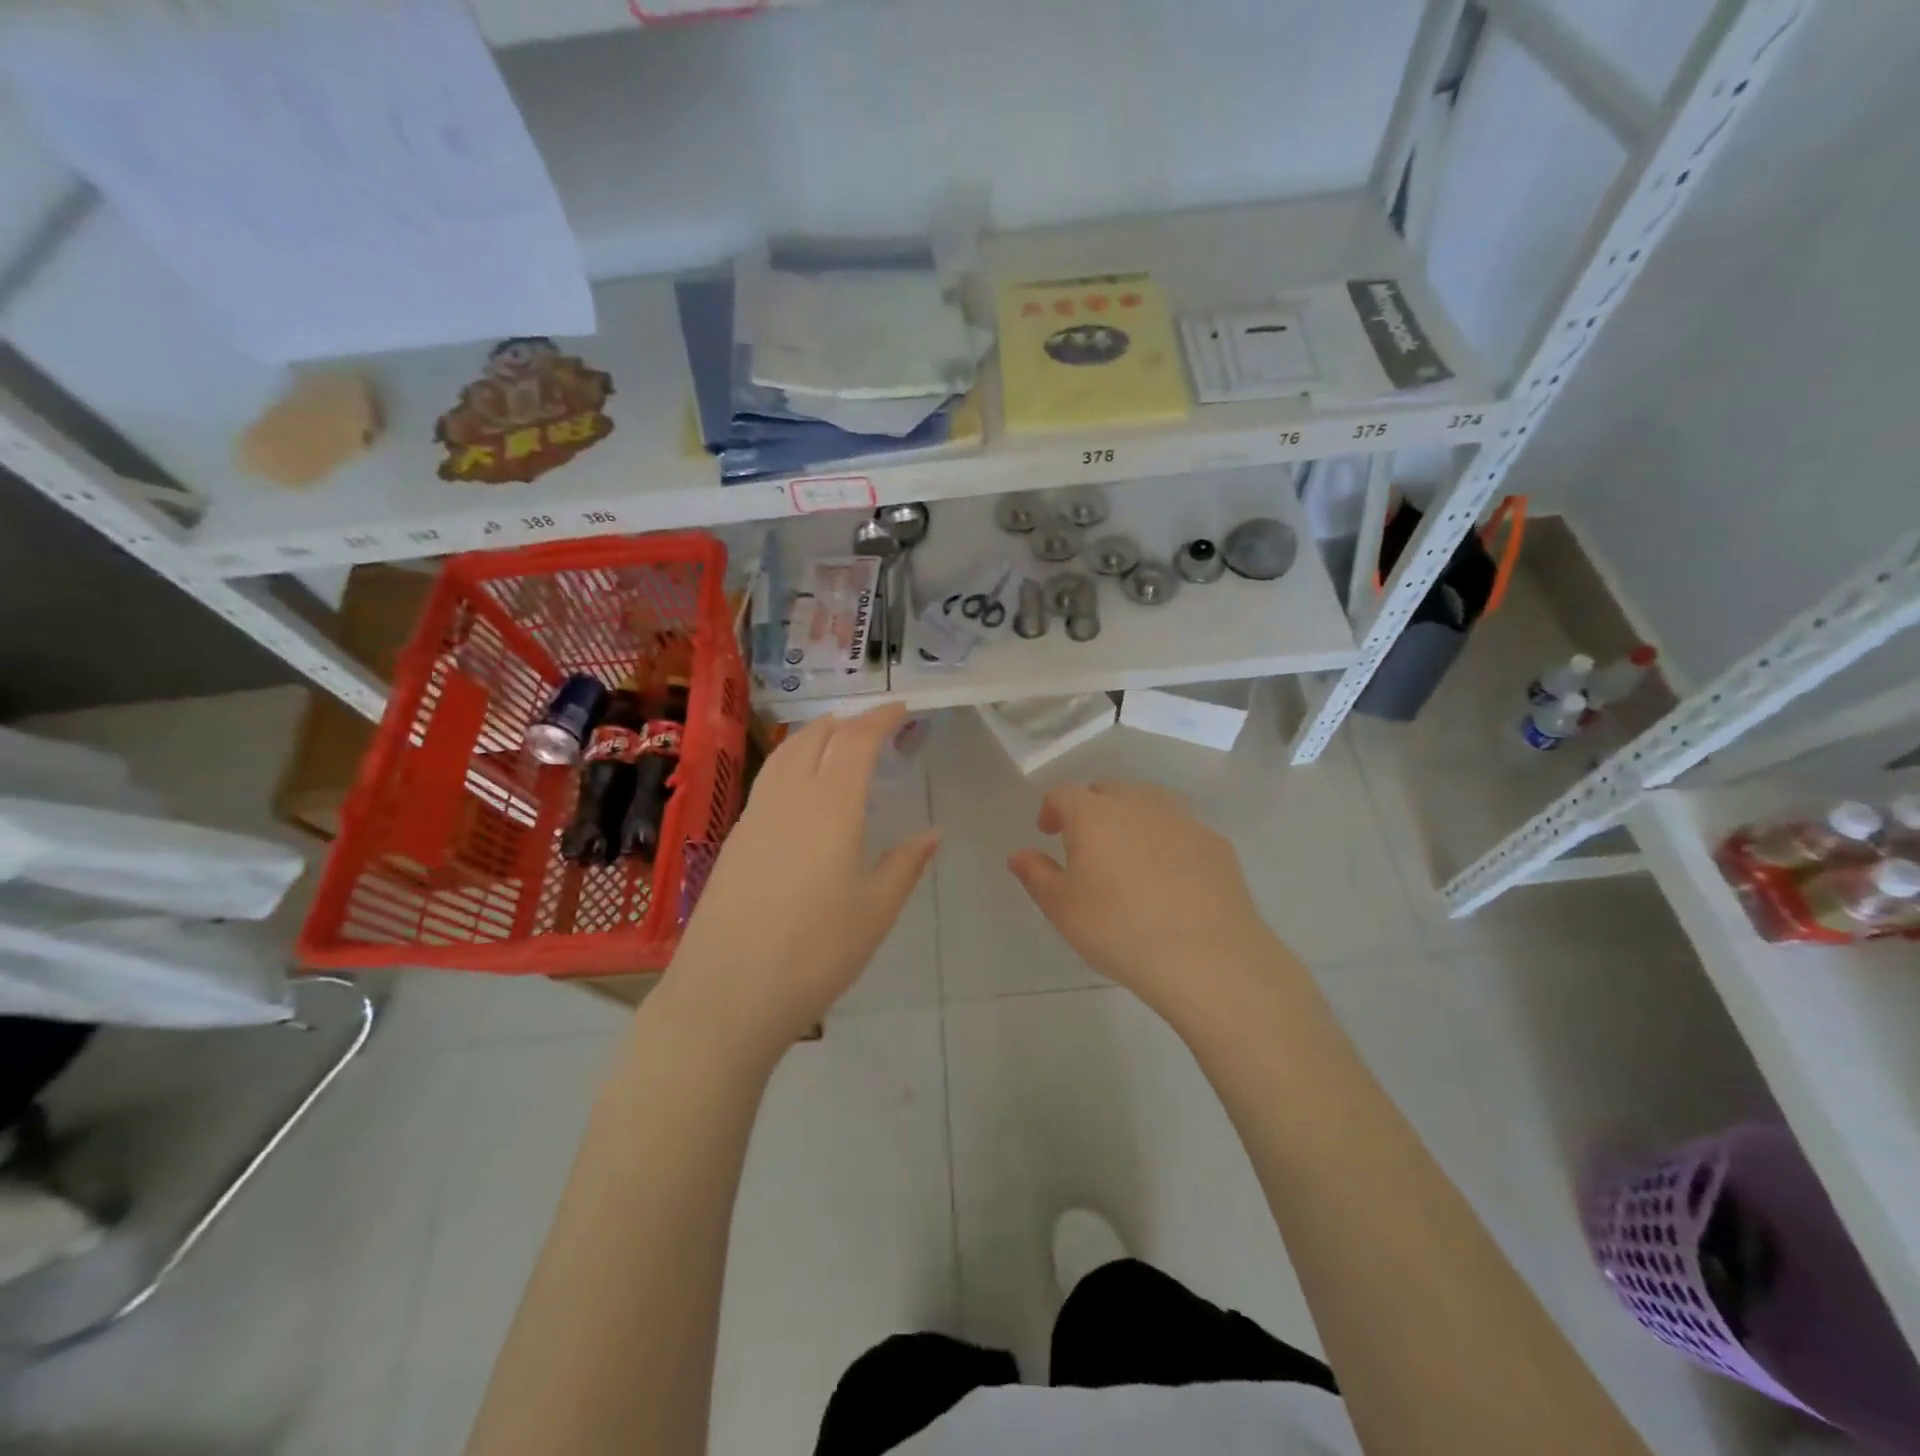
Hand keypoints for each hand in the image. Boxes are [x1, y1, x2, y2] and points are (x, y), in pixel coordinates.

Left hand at [656, 704, 938, 1060]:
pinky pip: (769, 778)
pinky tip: (802, 787)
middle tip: (876, 727)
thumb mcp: (875, 911)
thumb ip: (905, 864)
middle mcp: (789, 797)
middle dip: (848, 722)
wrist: (727, 994)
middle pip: (816, 736)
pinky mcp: (735, 839)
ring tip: (837, 740)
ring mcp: (755, 816)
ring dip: (815, 735)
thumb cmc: (815, 952)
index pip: (856, 741)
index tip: (902, 709)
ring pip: (786, 753)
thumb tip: (933, 832)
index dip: (880, 719)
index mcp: (831, 805)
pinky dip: (792, 761)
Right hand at [1008, 780, 1279, 1022]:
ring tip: (1129, 856)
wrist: (1206, 956)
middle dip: (1091, 809)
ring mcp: (1181, 818)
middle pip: (1107, 791)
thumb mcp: (1062, 908)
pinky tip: (1170, 877)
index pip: (1063, 794)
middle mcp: (1137, 803)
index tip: (1048, 832)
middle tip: (1087, 844)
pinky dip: (1167, 842)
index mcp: (1093, 813)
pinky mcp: (1215, 842)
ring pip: (1148, 804)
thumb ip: (1036, 875)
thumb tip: (1019, 854)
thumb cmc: (1117, 928)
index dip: (1051, 809)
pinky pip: (1181, 830)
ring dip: (1131, 820)